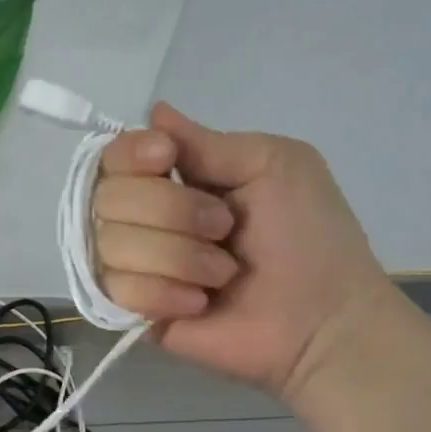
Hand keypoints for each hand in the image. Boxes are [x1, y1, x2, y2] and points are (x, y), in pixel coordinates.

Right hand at [94, 103, 397, 397]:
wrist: (322, 321)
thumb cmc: (308, 237)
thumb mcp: (273, 164)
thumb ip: (207, 141)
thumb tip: (154, 110)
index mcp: (173, 178)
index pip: (113, 156)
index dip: (131, 155)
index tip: (169, 159)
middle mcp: (142, 217)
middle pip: (108, 197)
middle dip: (172, 211)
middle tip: (225, 229)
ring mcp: (133, 265)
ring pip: (111, 244)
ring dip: (178, 257)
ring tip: (222, 274)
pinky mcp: (132, 311)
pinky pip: (117, 289)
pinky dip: (166, 293)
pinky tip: (200, 303)